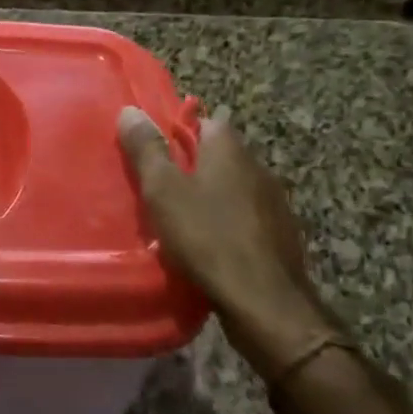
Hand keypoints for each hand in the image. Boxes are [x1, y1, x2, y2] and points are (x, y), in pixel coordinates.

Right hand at [119, 105, 337, 382]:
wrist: (265, 303)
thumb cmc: (208, 237)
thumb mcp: (163, 190)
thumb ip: (146, 149)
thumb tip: (130, 110)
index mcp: (230, 149)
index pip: (205, 122)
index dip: (178, 132)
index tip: (155, 152)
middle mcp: (258, 167)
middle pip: (219, 156)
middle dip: (192, 167)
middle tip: (161, 187)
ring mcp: (275, 204)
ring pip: (234, 188)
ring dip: (212, 198)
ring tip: (182, 219)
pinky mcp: (283, 237)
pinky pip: (247, 219)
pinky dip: (229, 225)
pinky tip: (211, 246)